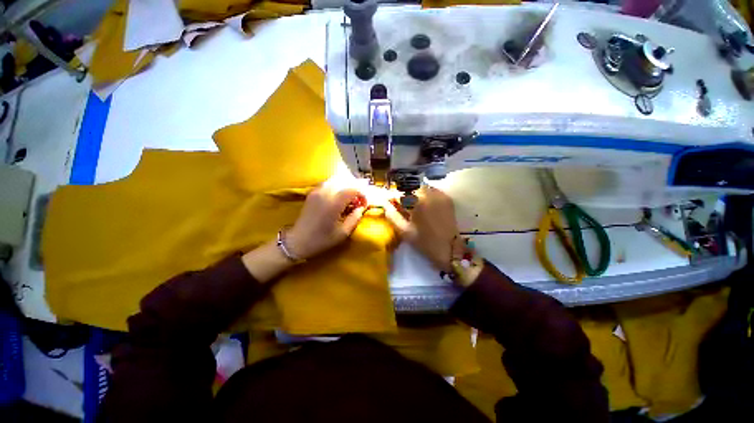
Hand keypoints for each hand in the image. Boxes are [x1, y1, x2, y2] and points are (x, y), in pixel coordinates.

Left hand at [285, 186, 366, 259]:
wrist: (297, 241)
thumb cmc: (321, 240)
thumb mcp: (343, 233)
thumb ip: (355, 218)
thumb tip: (361, 208)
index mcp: (334, 203)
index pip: (353, 189)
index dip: (362, 194)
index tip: (364, 204)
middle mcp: (325, 193)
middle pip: (345, 181)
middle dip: (355, 189)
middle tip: (358, 201)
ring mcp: (317, 191)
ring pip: (336, 179)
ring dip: (346, 186)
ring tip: (349, 198)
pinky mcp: (312, 192)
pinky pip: (328, 183)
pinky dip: (337, 186)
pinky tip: (339, 197)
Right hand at [384, 186, 459, 272]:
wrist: (449, 249)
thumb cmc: (424, 241)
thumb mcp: (404, 230)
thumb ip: (392, 215)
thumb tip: (385, 204)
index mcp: (418, 201)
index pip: (402, 192)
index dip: (396, 197)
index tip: (393, 203)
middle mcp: (430, 194)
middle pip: (414, 188)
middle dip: (408, 195)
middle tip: (405, 207)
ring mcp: (441, 196)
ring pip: (425, 188)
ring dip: (418, 194)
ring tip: (416, 206)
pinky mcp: (448, 200)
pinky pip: (435, 191)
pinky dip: (428, 195)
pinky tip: (427, 205)